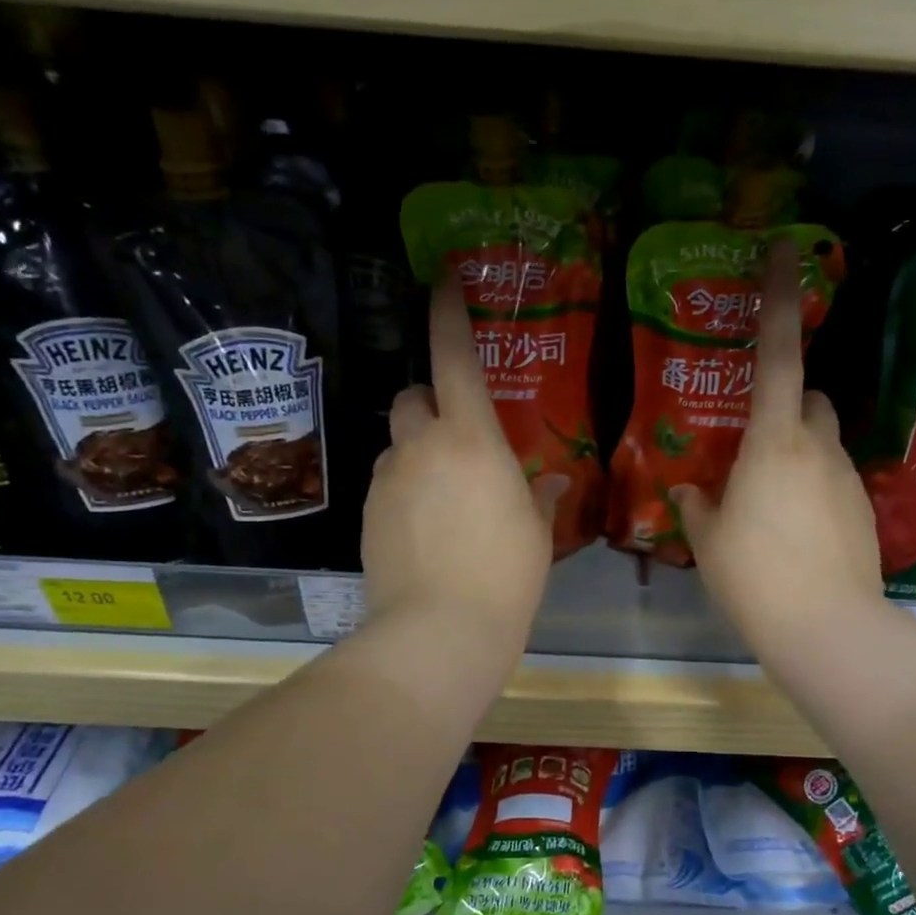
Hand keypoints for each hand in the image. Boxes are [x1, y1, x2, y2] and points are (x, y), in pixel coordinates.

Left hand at [362, 273, 564, 653]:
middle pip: (412, 395)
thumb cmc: (506, 577)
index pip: (454, 357)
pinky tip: (425, 528)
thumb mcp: (536, 534)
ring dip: (417, 450)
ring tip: (444, 494)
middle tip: (457, 435)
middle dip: (431, 402)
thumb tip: (548, 481)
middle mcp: (422, 446)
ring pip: (397, 442)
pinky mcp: (367, 514)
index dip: (448, 315)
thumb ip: (539, 497)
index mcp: (472, 440)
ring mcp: (388, 479)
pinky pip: (387, 481)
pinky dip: (405, 488)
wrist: (440, 631)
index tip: (445, 283)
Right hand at [671, 239, 883, 660]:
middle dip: (788, 405)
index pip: (778, 354)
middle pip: (810, 398)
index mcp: (773, 442)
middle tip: (754, 443)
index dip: (777, 299)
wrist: (825, 626)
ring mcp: (848, 477)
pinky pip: (835, 479)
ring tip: (770, 503)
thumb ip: (697, 507)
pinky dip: (815, 488)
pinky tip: (797, 532)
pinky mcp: (865, 509)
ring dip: (798, 452)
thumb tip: (689, 492)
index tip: (782, 248)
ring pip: (824, 442)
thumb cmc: (754, 577)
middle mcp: (818, 447)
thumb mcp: (709, 541)